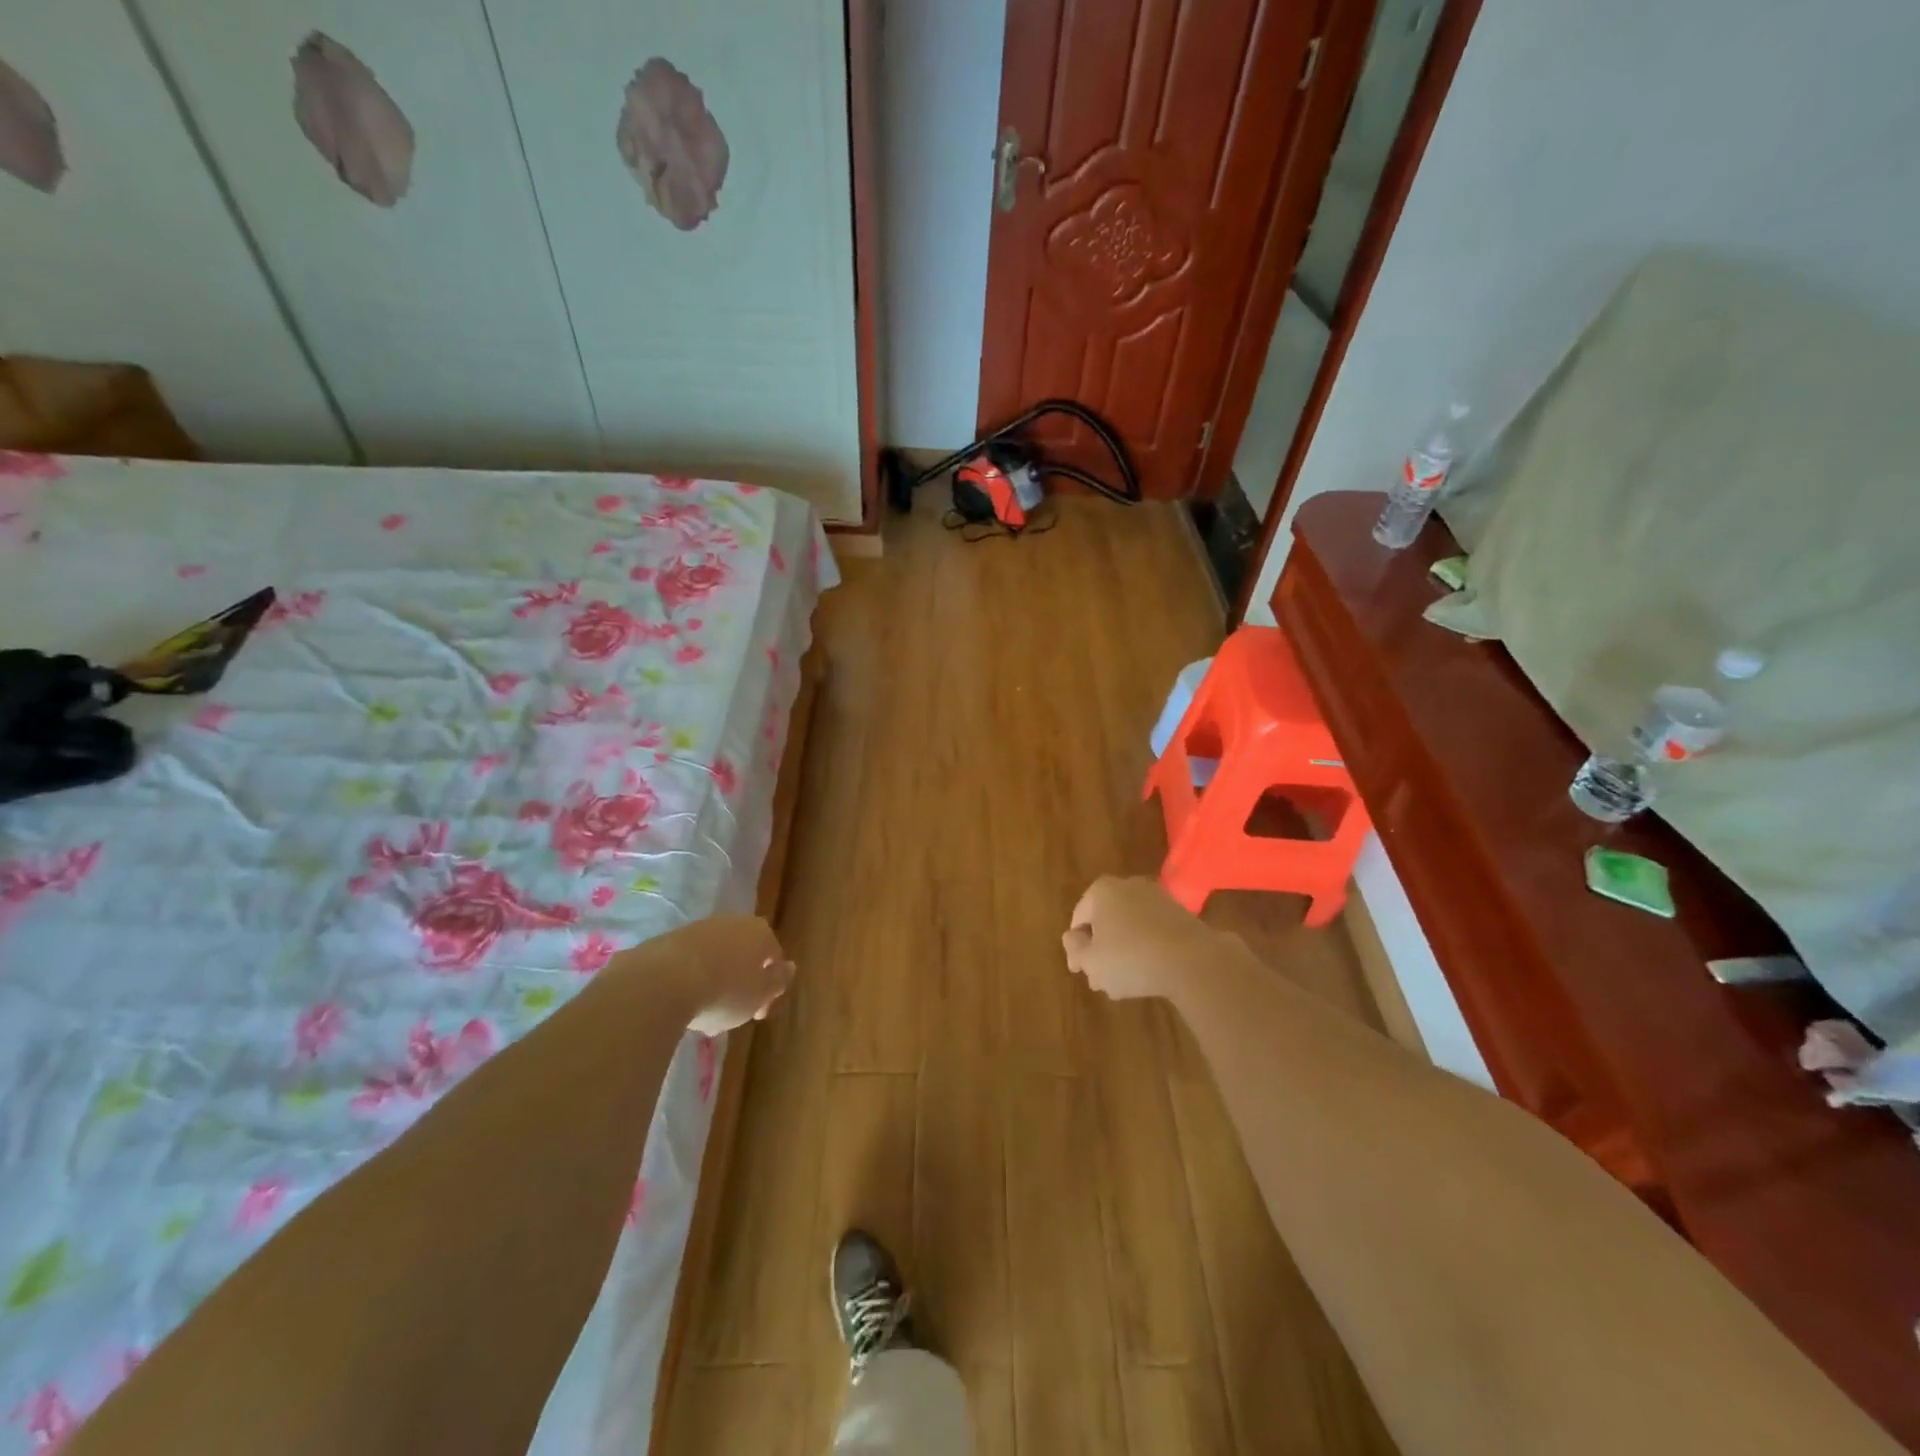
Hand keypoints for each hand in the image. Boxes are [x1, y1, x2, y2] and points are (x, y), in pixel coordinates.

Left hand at [610, 916, 794, 1034]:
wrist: (663, 981)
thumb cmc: (725, 991)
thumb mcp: (760, 994)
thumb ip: (779, 981)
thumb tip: (789, 967)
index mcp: (760, 932)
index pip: (774, 958)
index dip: (769, 989)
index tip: (758, 1013)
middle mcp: (732, 922)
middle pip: (743, 956)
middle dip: (740, 985)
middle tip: (731, 1015)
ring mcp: (699, 929)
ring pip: (716, 959)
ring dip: (714, 984)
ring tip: (703, 1016)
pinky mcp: (669, 940)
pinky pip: (689, 963)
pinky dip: (690, 980)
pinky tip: (682, 1005)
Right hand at [1062, 876, 1222, 1001]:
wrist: (1193, 960)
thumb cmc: (1131, 958)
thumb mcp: (1091, 961)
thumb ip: (1075, 950)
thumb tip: (1072, 939)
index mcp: (1101, 890)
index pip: (1078, 919)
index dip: (1076, 948)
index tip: (1080, 971)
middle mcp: (1128, 885)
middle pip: (1106, 921)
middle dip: (1101, 950)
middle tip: (1101, 979)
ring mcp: (1158, 898)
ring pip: (1130, 927)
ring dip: (1124, 951)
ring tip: (1125, 983)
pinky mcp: (1181, 914)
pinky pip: (1154, 932)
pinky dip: (1147, 949)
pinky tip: (1150, 974)